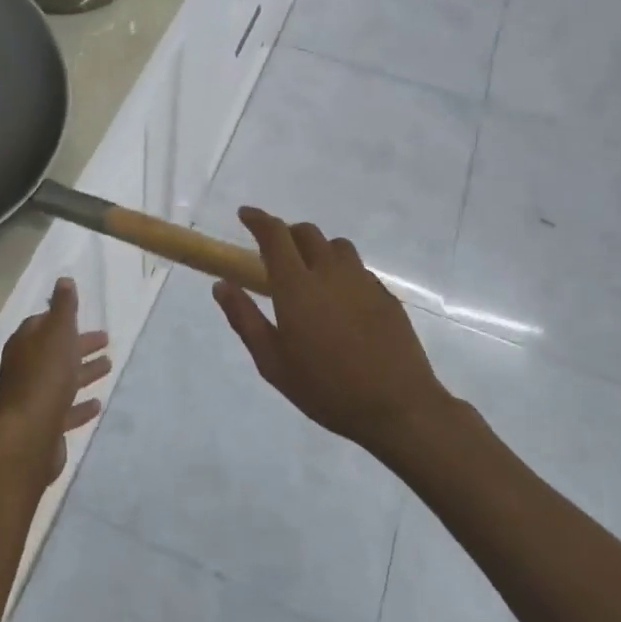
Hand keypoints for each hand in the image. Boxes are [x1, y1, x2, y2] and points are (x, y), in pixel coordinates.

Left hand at [0, 277, 112, 484]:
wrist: (30, 434)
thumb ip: (63, 306)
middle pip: (55, 351)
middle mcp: (24, 368)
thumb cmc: (45, 375)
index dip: (62, 319)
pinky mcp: (44, 425)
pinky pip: (65, 409)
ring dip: (83, 371)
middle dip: (78, 344)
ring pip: (62, 379)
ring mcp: (33, 398)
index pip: (42, 324)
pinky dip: (80, 405)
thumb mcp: (58, 332)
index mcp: (25, 343)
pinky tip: (97, 404)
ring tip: (109, 366)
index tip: (81, 316)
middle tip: (106, 340)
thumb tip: (64, 280)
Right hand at [213, 208, 447, 456]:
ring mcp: (362, 281)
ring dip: (317, 248)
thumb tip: (222, 284)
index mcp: (297, 285)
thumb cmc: (326, 388)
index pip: (274, 235)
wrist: (398, 407)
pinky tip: (340, 301)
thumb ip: (244, 318)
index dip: (257, 219)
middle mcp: (330, 272)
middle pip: (307, 232)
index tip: (245, 215)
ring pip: (337, 246)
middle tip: (275, 253)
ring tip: (310, 273)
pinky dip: (341, 271)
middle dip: (287, 233)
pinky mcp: (385, 295)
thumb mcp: (272, 362)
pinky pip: (358, 268)